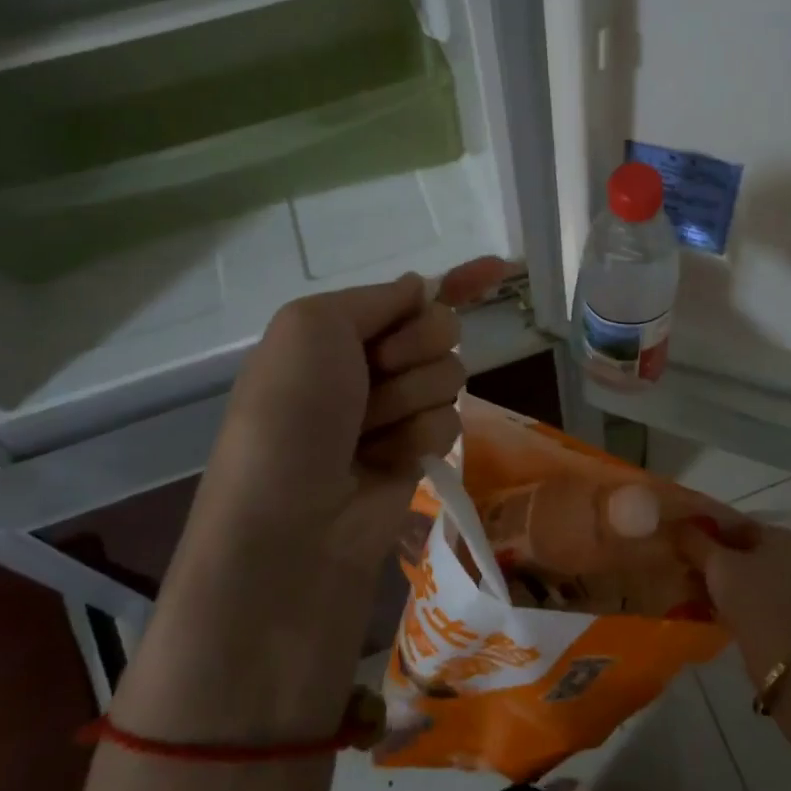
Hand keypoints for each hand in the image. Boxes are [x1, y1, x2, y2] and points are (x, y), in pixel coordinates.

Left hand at [202, 257, 515, 565]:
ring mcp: (396, 409)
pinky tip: (384, 461)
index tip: (498, 269)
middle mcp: (370, 364)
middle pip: (440, 328)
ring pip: (450, 375)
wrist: (292, 522)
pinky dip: (418, 437)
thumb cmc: (292, 412)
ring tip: (367, 433)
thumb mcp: (310, 327)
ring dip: (410, 399)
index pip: (409, 294)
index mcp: (339, 330)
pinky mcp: (419, 450)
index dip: (453, 280)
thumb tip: (421, 286)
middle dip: (416, 347)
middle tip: (377, 372)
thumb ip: (375, 297)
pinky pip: (450, 419)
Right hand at [678, 520, 790, 686]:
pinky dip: (734, 594)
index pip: (740, 523)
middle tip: (683, 558)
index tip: (682, 534)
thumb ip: (695, 540)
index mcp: (786, 538)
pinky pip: (757, 593)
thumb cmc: (751, 600)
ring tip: (690, 582)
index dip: (707, 526)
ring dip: (721, 576)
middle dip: (712, 554)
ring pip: (750, 573)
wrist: (781, 660)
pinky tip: (709, 601)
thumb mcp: (717, 565)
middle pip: (745, 549)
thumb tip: (675, 525)